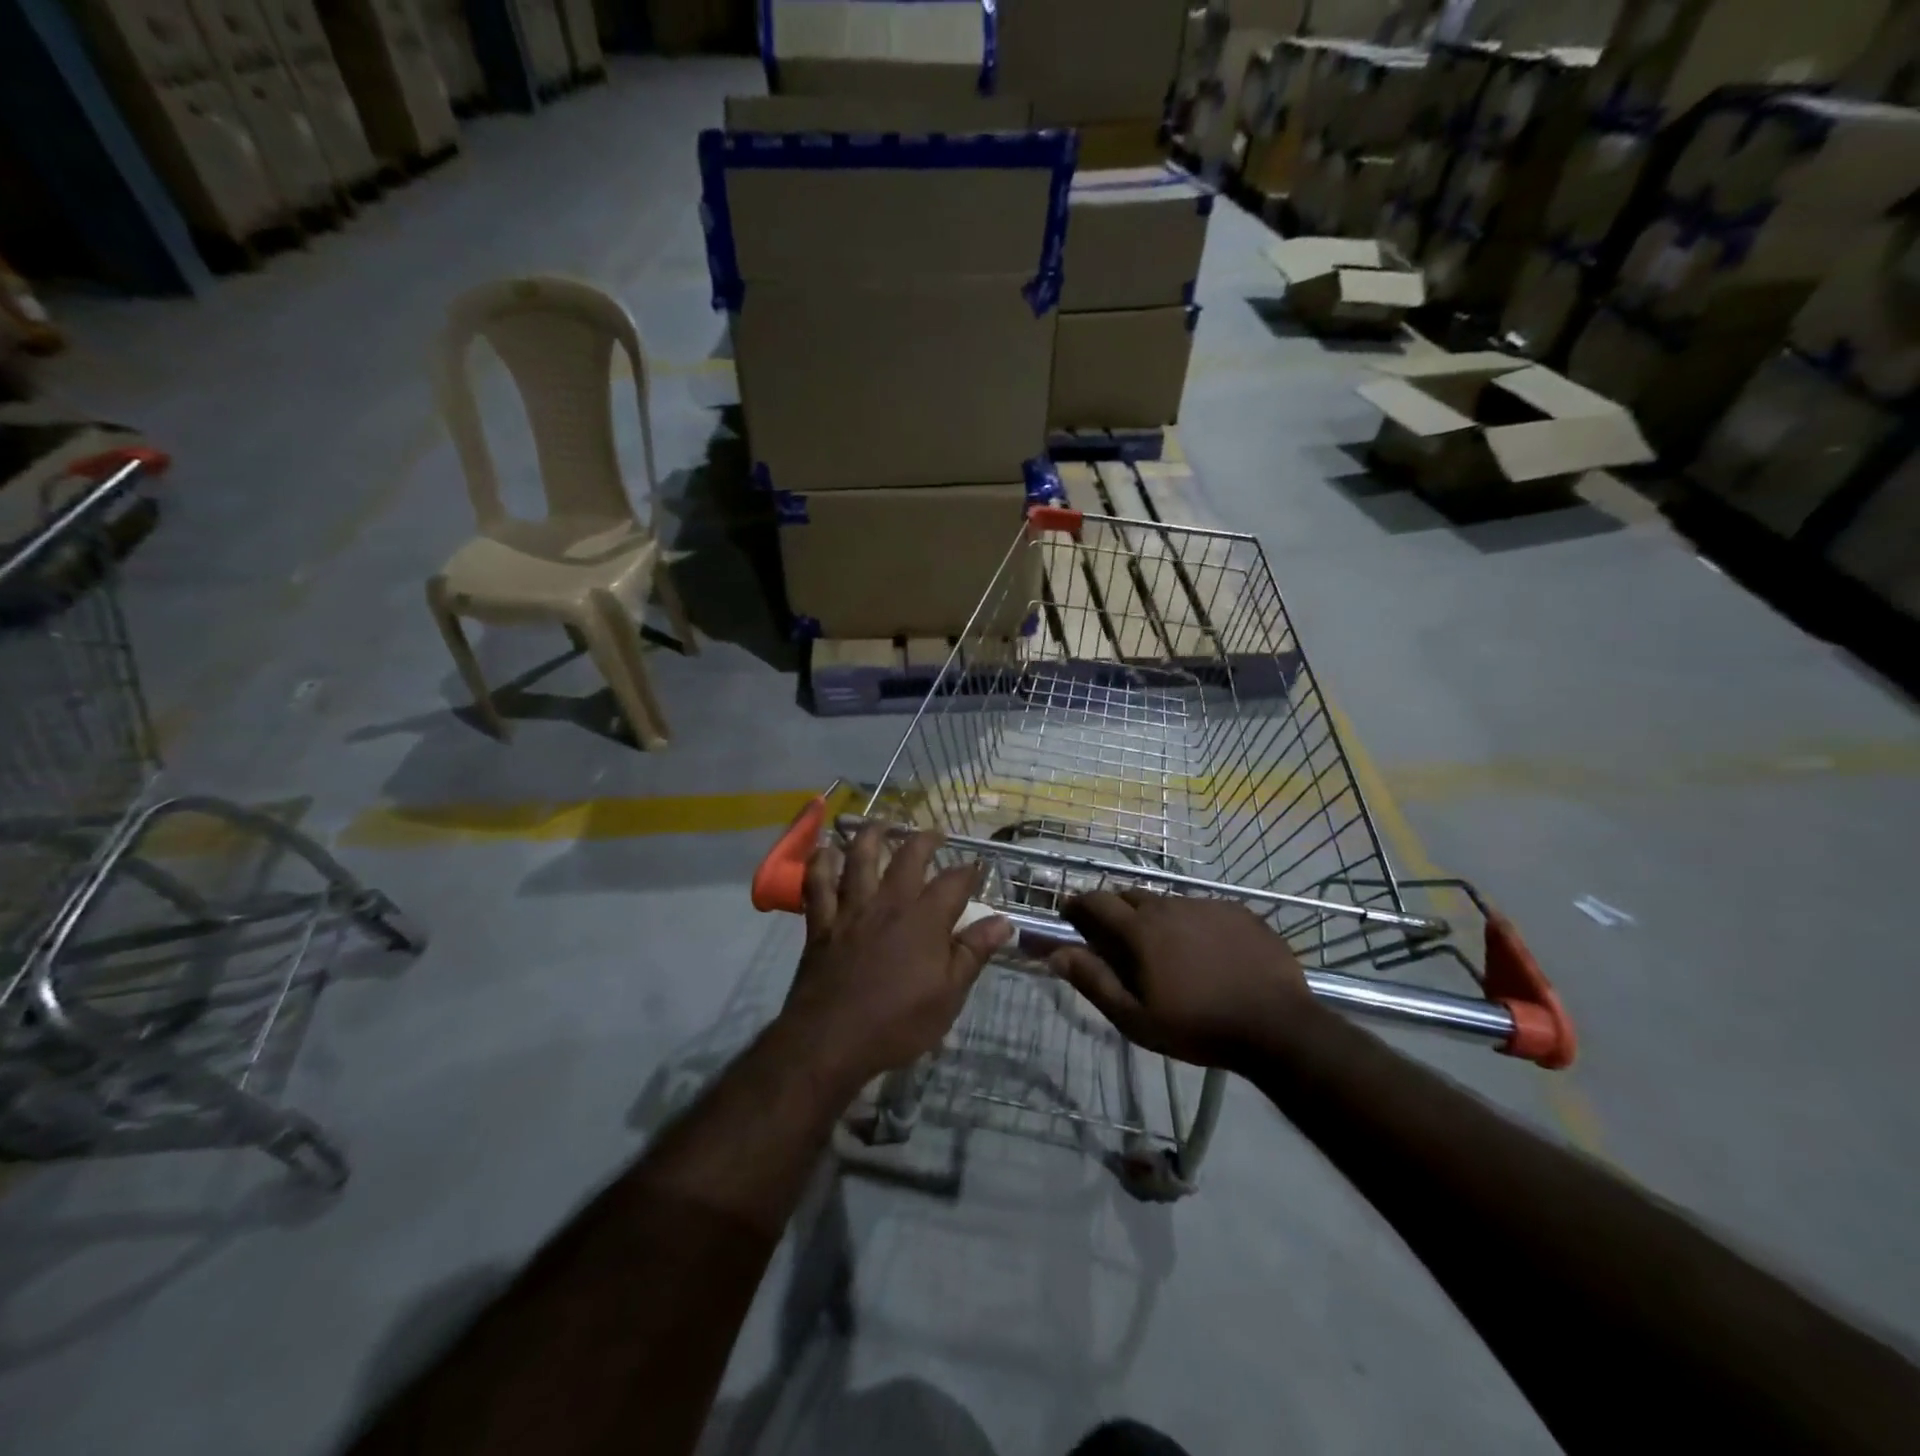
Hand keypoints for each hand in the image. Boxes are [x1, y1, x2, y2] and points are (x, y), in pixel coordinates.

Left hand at [781, 827, 1012, 1092]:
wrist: (831, 1041)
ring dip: (871, 834)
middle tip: (934, 833)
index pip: (954, 882)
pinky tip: (825, 850)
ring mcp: (851, 909)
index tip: (979, 866)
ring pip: (859, 858)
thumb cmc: (898, 1023)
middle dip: (925, 839)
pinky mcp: (821, 922)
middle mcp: (889, 903)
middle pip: (908, 856)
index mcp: (925, 919)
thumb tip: (1004, 922)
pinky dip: (820, 863)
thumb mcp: (949, 995)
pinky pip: (817, 883)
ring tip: (881, 823)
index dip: (970, 870)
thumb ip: (974, 953)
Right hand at [1049, 891, 1323, 1067]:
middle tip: (1115, 936)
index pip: (1096, 901)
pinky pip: (1202, 908)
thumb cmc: (1198, 1027)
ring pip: (1167, 902)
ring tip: (1163, 947)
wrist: (1277, 1026)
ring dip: (1154, 916)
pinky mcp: (1237, 910)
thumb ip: (1093, 981)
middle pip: (1130, 895)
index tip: (1070, 915)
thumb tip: (1056, 953)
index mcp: (1140, 929)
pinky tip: (1204, 949)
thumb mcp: (1136, 1018)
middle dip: (1114, 908)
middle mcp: (1169, 905)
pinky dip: (1191, 922)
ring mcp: (1206, 905)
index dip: (1078, 905)